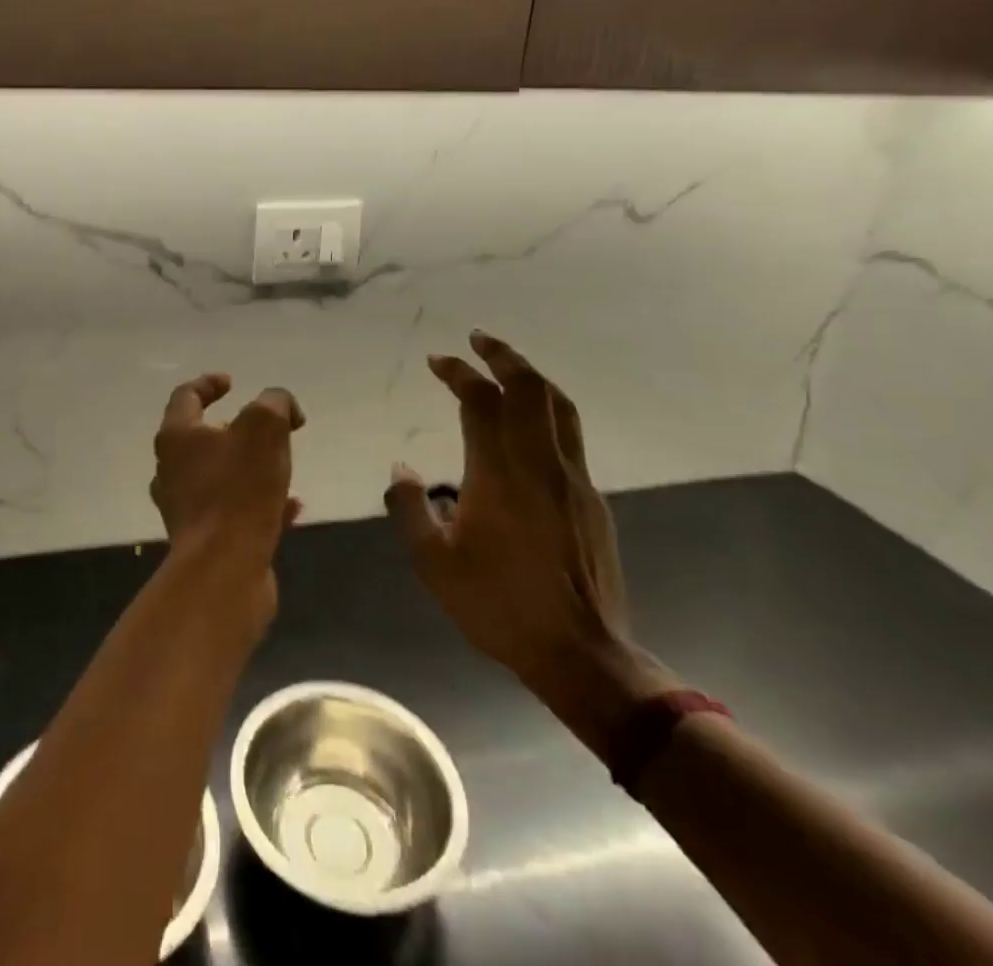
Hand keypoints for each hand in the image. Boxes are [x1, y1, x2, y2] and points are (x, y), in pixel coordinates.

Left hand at [150, 375, 303, 604]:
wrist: (224, 569)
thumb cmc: (238, 490)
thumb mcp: (265, 428)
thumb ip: (275, 404)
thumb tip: (283, 408)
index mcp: (177, 437)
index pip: (186, 396)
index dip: (209, 383)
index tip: (233, 382)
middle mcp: (172, 469)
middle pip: (199, 438)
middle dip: (235, 429)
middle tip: (265, 430)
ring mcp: (185, 507)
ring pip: (218, 476)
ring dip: (250, 468)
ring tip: (282, 469)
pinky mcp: (204, 540)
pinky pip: (233, 511)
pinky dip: (260, 504)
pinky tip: (292, 509)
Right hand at [385, 331, 671, 752]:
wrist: (581, 653)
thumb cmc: (498, 605)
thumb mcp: (433, 562)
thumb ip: (410, 508)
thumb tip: (402, 467)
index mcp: (498, 473)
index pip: (480, 400)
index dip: (457, 372)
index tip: (437, 360)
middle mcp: (540, 463)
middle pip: (529, 388)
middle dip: (502, 355)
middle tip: (478, 338)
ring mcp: (572, 479)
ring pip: (559, 406)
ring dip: (532, 375)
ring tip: (508, 364)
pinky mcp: (591, 499)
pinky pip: (569, 434)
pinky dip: (547, 409)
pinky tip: (531, 422)